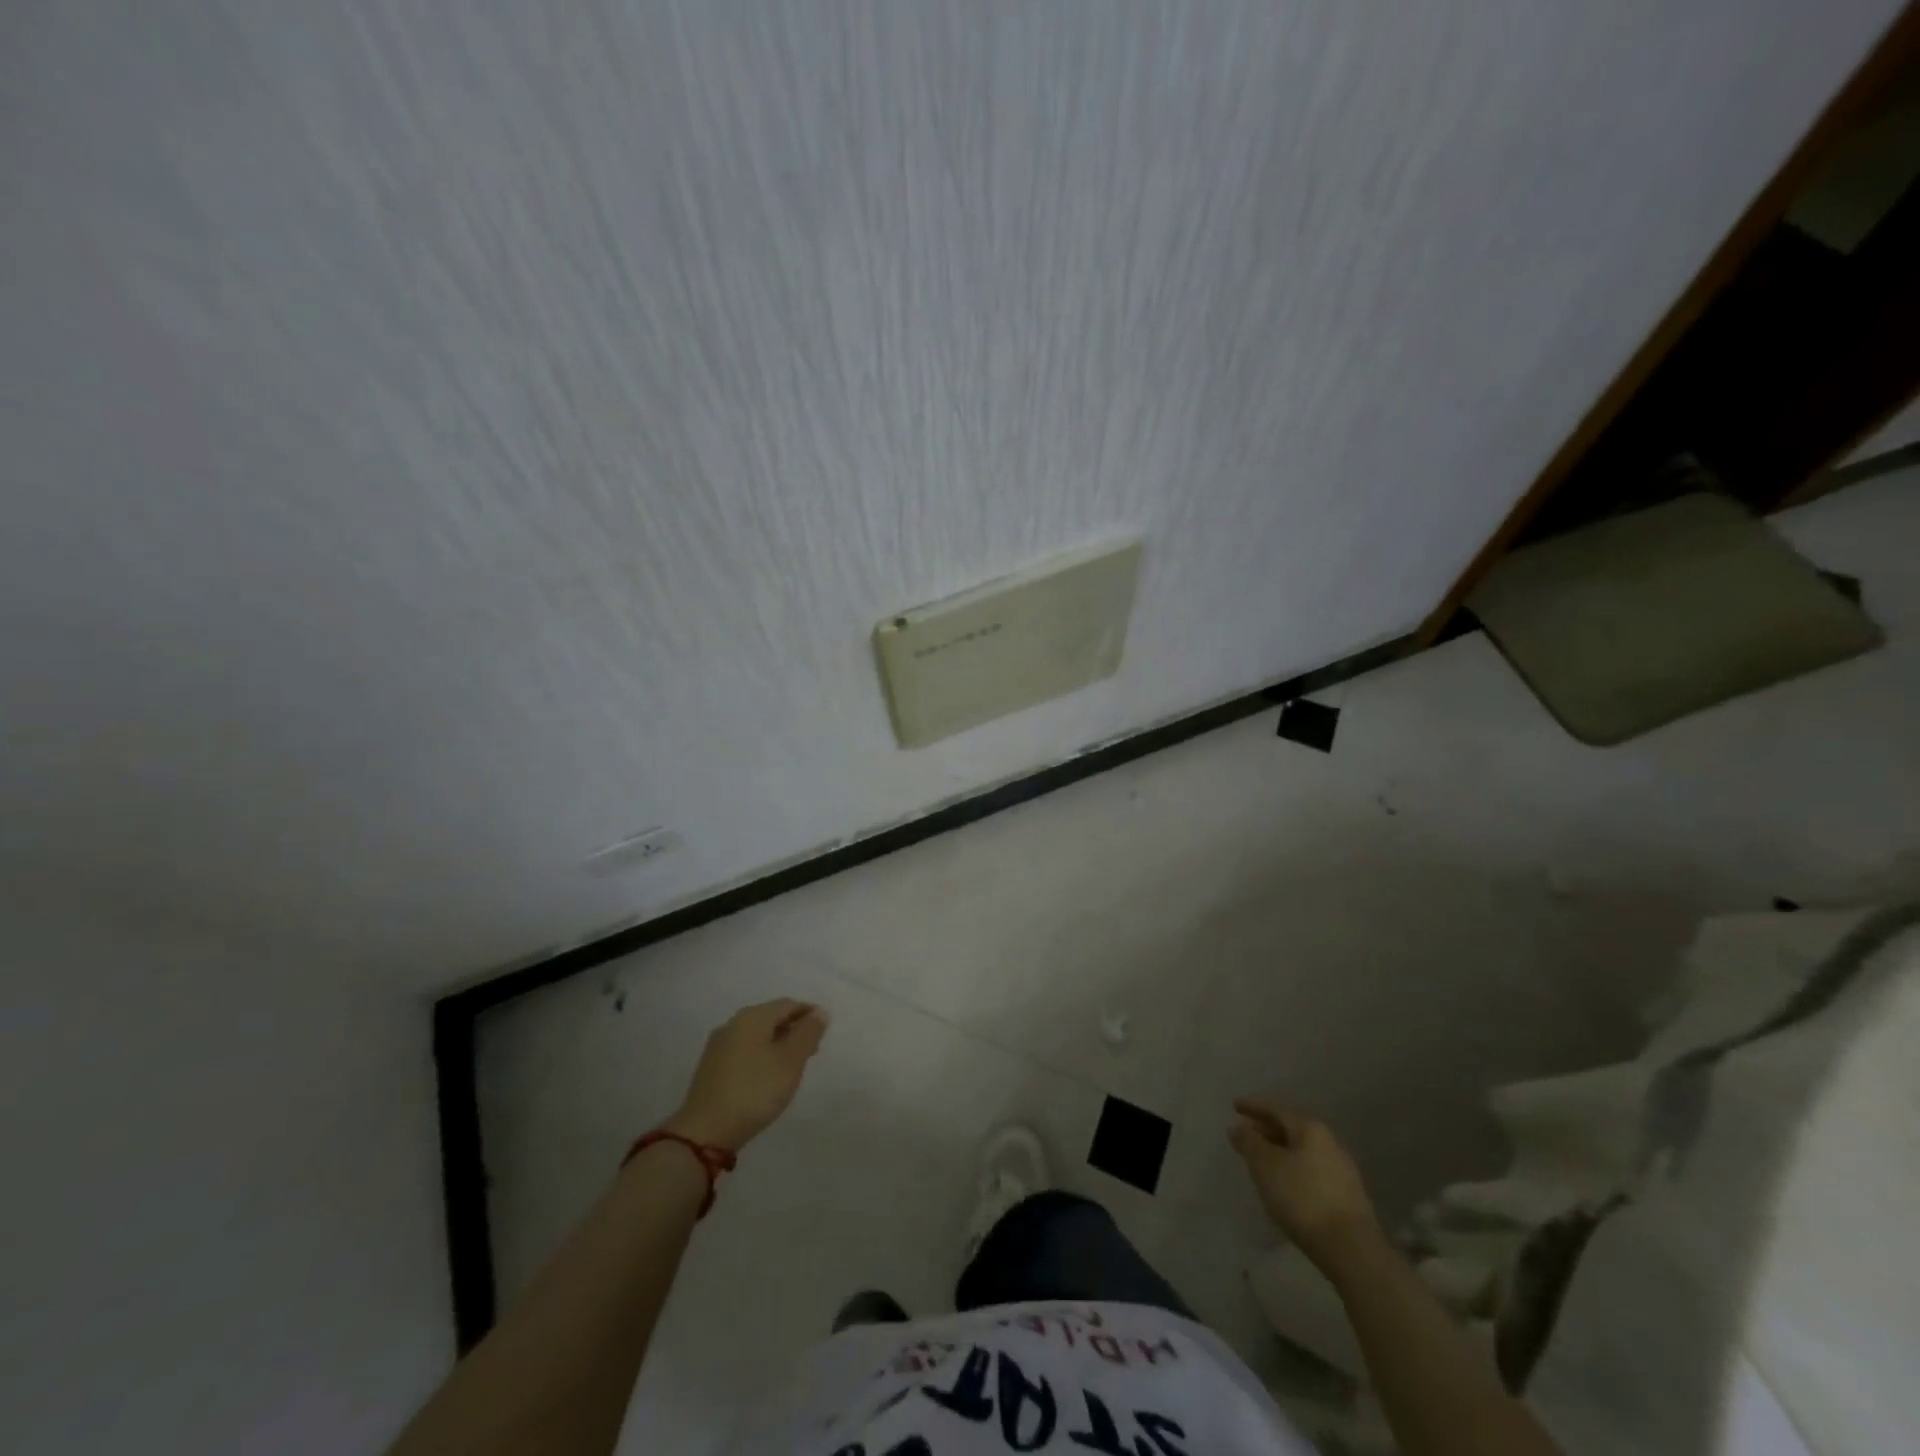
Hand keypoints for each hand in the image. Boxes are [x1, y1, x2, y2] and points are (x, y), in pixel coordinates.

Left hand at [666, 999, 828, 1152]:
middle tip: (812, 1050)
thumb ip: (807, 1033)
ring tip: (792, 1066)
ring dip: (777, 1044)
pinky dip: (761, 1056)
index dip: (809, 1014)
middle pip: (770, 1018)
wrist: (705, 1132)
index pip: (788, 1004)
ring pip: (756, 1036)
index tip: (824, 1032)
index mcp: (753, 1017)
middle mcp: (733, 1024)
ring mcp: (718, 1046)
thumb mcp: (790, 1061)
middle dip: (793, 1029)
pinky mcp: (710, 1068)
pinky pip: (743, 1051)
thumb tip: (819, 1011)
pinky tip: (767, 1076)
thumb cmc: (755, 1091)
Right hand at [1229, 1097, 1381, 1273]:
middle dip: (1265, 1130)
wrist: (1351, 1250)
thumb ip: (1249, 1142)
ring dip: (1279, 1151)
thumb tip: (1237, 1127)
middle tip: (1244, 1134)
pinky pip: (1311, 1171)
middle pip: (1291, 1129)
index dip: (1253, 1106)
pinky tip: (1283, 1184)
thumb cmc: (1302, 1197)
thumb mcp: (1265, 1166)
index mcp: (1310, 1129)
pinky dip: (1292, 1169)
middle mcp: (1329, 1143)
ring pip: (1302, 1151)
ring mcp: (1341, 1170)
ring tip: (1259, 1160)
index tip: (1234, 1106)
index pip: (1276, 1109)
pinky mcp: (1347, 1196)